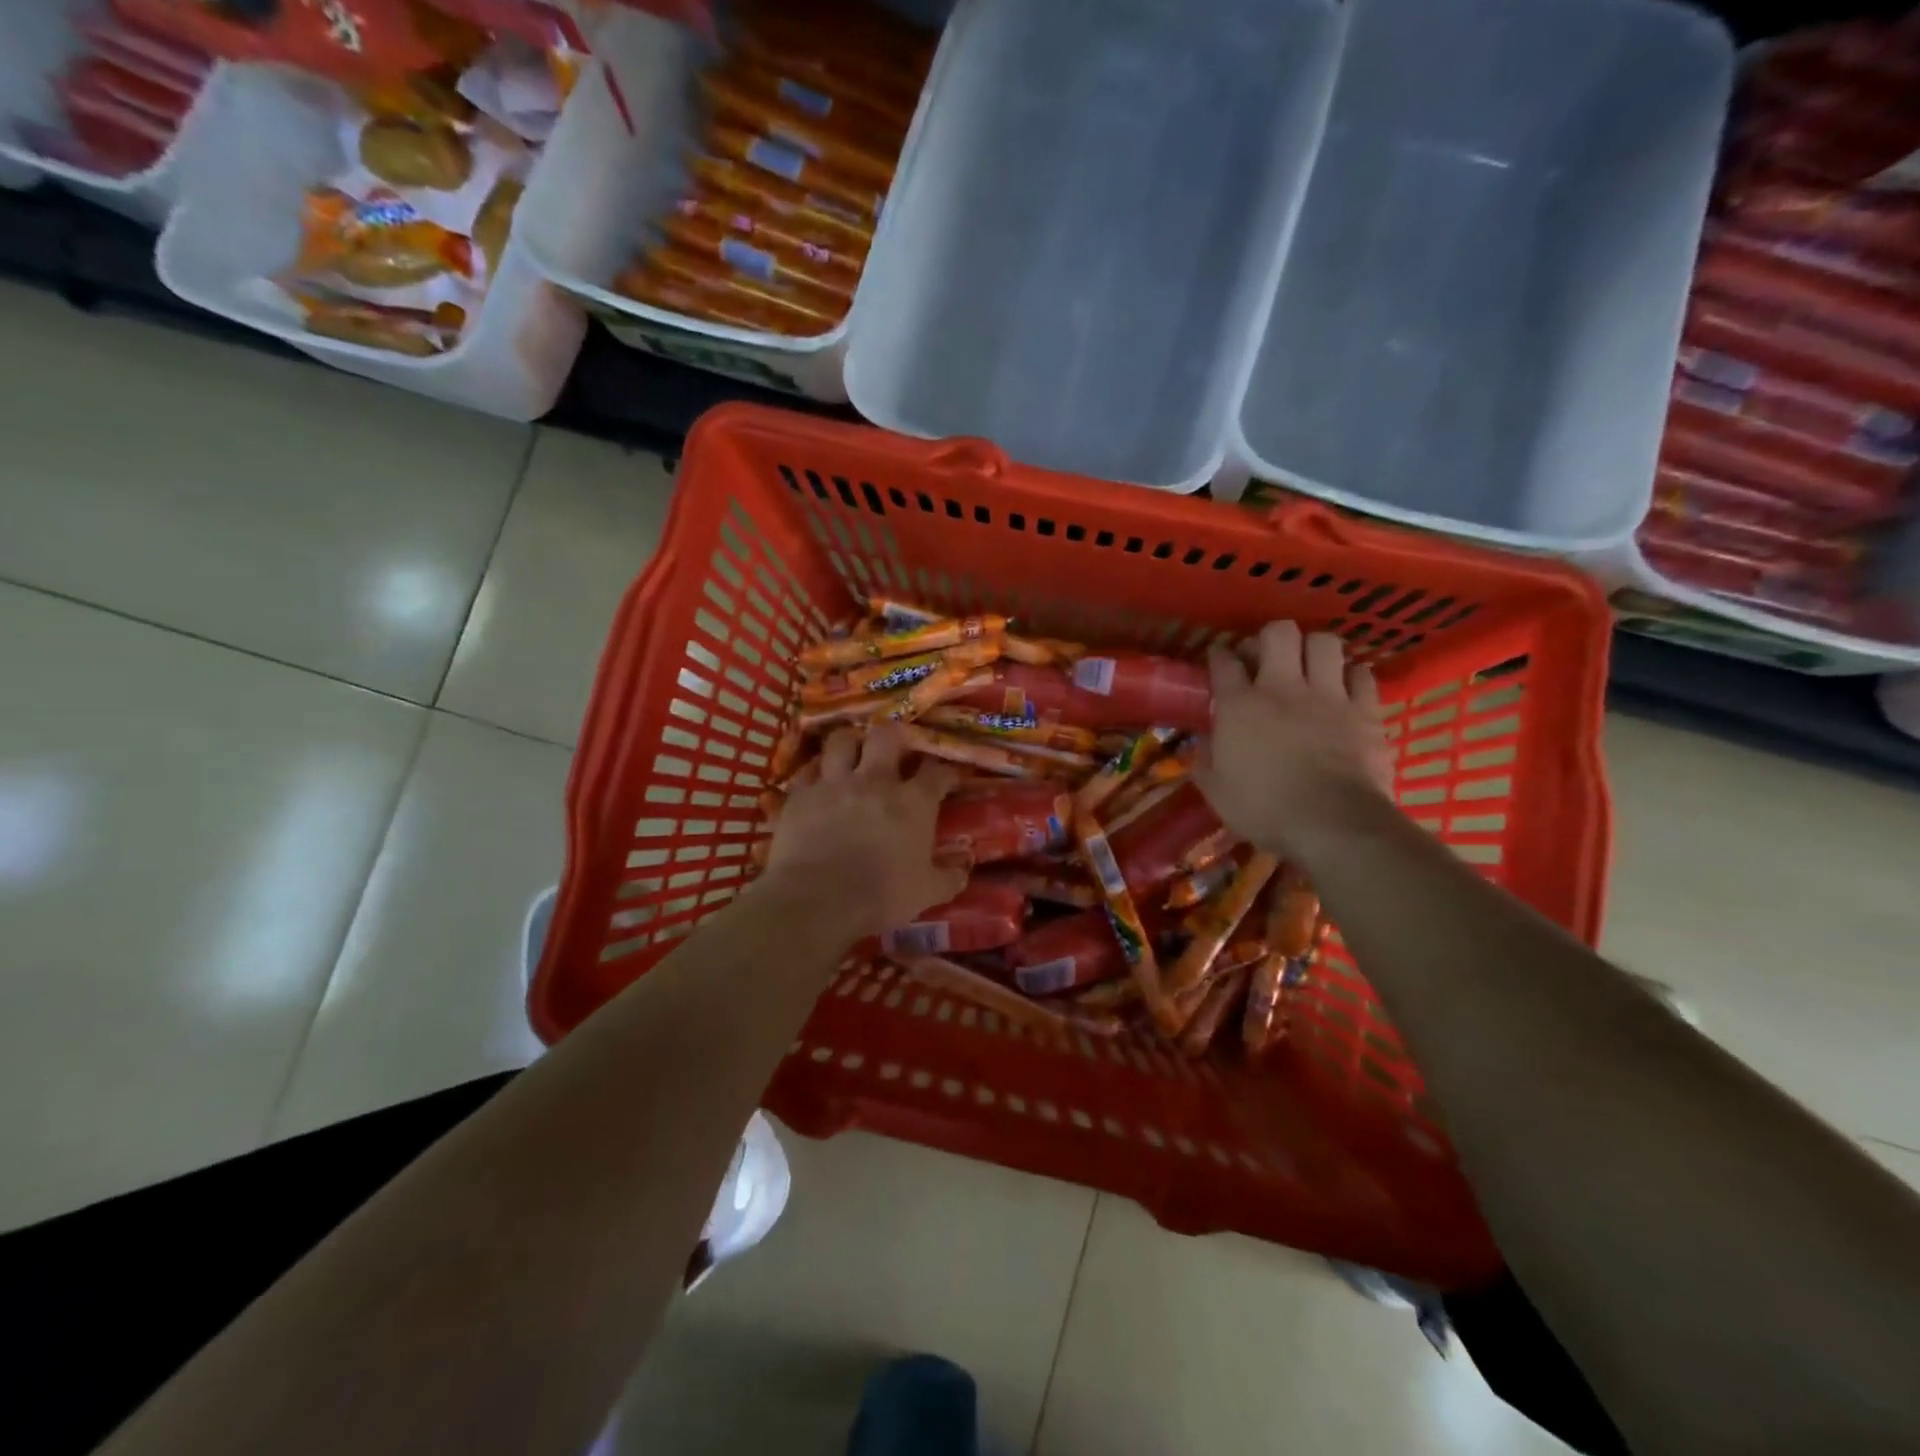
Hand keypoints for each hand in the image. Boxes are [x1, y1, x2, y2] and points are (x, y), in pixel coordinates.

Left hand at [763, 722, 966, 936]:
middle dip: (894, 735)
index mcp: (913, 802)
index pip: (936, 771)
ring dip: (850, 743)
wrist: (818, 900)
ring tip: (852, 753)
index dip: (944, 771)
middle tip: (894, 748)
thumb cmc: (881, 896)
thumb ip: (949, 878)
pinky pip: (808, 769)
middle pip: (887, 735)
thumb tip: (964, 870)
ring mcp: (835, 783)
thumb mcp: (927, 893)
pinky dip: (815, 772)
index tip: (946, 778)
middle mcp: (875, 780)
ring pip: (842, 740)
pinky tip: (818, 781)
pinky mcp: (801, 794)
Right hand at [1195, 621, 1394, 857]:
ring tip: (1309, 668)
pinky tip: (1345, 689)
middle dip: (1270, 639)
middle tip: (1267, 659)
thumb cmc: (1264, 809)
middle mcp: (1282, 687)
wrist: (1332, 824)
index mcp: (1240, 705)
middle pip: (1278, 633)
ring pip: (1325, 642)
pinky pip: (1362, 674)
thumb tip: (1201, 745)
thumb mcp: (1216, 791)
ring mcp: (1329, 695)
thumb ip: (1205, 761)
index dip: (1220, 656)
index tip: (1220, 662)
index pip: (1224, 662)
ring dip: (1314, 650)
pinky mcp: (1365, 710)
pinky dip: (1352, 677)